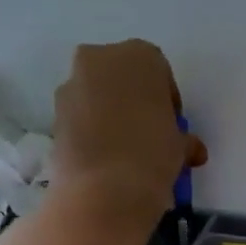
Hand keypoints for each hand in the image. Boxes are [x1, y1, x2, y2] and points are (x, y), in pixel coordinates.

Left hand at [51, 39, 206, 218]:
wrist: (104, 189)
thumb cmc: (153, 154)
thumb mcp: (181, 146)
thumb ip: (184, 139)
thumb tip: (191, 150)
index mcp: (140, 55)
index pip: (159, 71)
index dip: (167, 99)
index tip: (172, 125)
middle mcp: (101, 58)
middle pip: (123, 76)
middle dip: (135, 100)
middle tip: (148, 133)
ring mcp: (72, 83)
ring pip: (98, 94)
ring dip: (110, 114)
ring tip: (124, 150)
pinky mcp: (54, 112)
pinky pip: (80, 115)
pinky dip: (91, 129)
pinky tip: (105, 157)